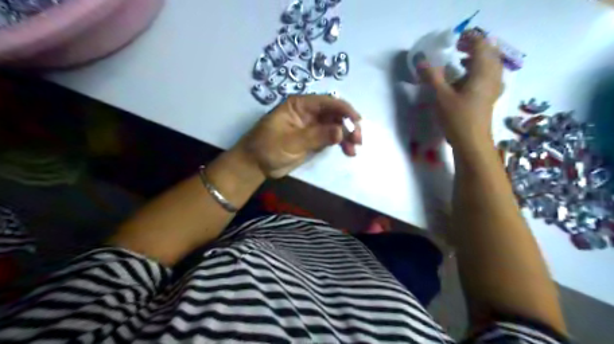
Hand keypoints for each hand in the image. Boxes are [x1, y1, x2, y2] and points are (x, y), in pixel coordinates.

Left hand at [235, 96, 360, 178]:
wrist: (256, 165)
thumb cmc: (267, 147)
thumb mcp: (291, 142)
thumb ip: (316, 136)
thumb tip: (341, 132)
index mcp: (300, 105)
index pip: (327, 102)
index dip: (344, 109)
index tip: (357, 121)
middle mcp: (309, 112)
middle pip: (334, 113)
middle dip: (348, 124)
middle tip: (358, 139)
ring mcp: (312, 126)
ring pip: (336, 126)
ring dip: (347, 135)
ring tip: (354, 149)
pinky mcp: (314, 139)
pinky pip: (332, 137)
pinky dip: (341, 143)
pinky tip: (348, 151)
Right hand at [418, 34, 503, 150]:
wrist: (471, 143)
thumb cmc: (457, 118)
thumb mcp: (441, 96)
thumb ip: (431, 77)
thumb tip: (421, 61)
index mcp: (482, 72)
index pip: (481, 46)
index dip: (469, 39)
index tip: (454, 41)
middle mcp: (492, 77)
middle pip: (488, 54)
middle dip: (473, 48)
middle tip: (456, 48)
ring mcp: (493, 89)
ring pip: (489, 67)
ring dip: (475, 60)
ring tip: (459, 62)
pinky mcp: (489, 99)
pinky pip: (487, 78)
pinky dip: (476, 73)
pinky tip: (464, 81)